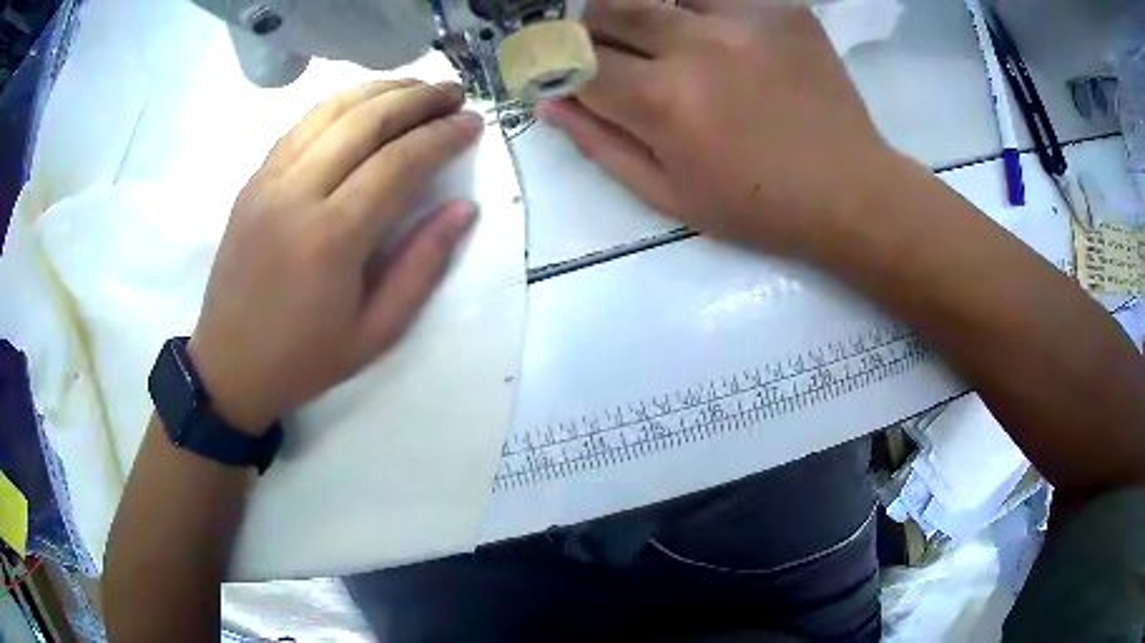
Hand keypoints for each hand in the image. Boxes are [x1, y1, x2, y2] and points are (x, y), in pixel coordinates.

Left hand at [188, 80, 482, 432]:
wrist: (229, 367)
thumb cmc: (305, 359)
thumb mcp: (376, 333)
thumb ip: (422, 266)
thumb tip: (464, 209)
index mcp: (331, 239)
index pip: (398, 163)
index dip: (442, 136)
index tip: (473, 122)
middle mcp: (296, 195)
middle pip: (364, 121)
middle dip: (417, 99)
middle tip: (453, 92)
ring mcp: (267, 182)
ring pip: (329, 112)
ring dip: (378, 90)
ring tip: (415, 87)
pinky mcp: (252, 182)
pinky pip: (300, 126)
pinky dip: (338, 105)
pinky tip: (362, 105)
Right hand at [539, 0, 901, 254]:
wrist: (851, 192)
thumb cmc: (759, 207)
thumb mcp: (669, 195)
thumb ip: (600, 144)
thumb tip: (550, 102)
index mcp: (664, 101)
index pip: (577, 61)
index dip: (557, 66)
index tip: (560, 73)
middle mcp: (697, 45)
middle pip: (608, 9)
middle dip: (591, 31)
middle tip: (609, 54)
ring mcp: (743, 18)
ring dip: (642, 14)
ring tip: (661, 43)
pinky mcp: (781, 8)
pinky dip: (698, 9)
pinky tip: (714, 36)